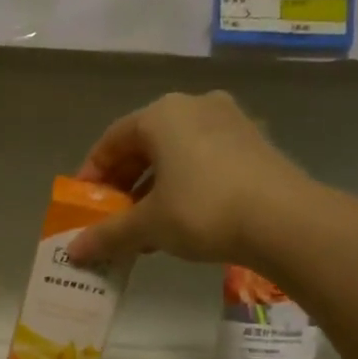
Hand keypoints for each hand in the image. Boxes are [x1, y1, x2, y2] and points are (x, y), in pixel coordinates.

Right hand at [66, 91, 315, 264]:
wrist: (285, 220)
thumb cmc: (202, 210)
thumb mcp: (147, 225)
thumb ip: (106, 234)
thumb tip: (72, 252)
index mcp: (162, 114)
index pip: (112, 140)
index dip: (92, 173)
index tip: (84, 203)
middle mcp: (195, 106)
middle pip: (145, 145)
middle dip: (124, 183)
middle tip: (112, 216)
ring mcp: (230, 122)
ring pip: (176, 154)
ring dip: (153, 188)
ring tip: (145, 226)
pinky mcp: (255, 143)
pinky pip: (204, 160)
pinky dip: (184, 185)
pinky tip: (181, 220)